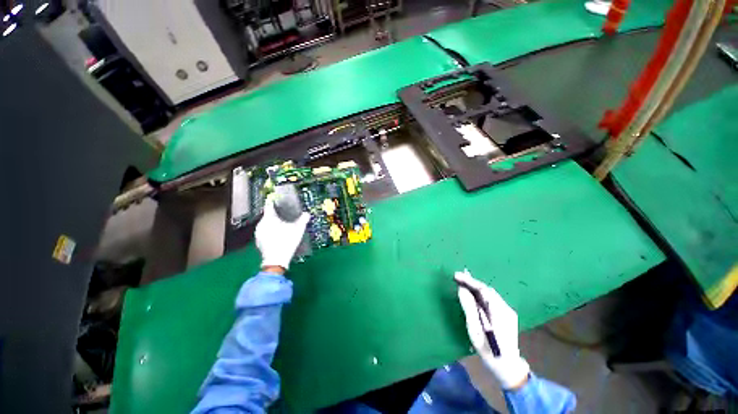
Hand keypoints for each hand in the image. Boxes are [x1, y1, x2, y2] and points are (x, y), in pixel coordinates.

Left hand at [255, 197, 309, 271]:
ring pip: (265, 224)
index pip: (269, 205)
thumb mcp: (298, 229)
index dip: (274, 201)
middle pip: (267, 215)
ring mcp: (258, 233)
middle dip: (275, 214)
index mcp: (269, 218)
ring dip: (272, 223)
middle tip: (285, 215)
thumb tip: (307, 214)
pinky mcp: (258, 241)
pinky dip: (270, 231)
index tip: (278, 200)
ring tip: (282, 226)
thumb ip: (303, 220)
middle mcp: (261, 224)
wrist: (276, 260)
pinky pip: (264, 231)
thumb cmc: (287, 241)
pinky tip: (277, 235)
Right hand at [455, 270, 529, 389]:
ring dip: (475, 288)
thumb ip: (469, 308)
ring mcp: (508, 311)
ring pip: (489, 294)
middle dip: (471, 283)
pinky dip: (480, 295)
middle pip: (487, 290)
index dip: (469, 281)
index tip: (456, 275)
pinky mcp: (507, 314)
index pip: (483, 290)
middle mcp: (506, 309)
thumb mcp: (475, 330)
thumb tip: (461, 289)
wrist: (507, 367)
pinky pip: (491, 299)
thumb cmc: (488, 350)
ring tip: (462, 284)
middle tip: (456, 279)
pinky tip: (472, 296)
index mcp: (500, 313)